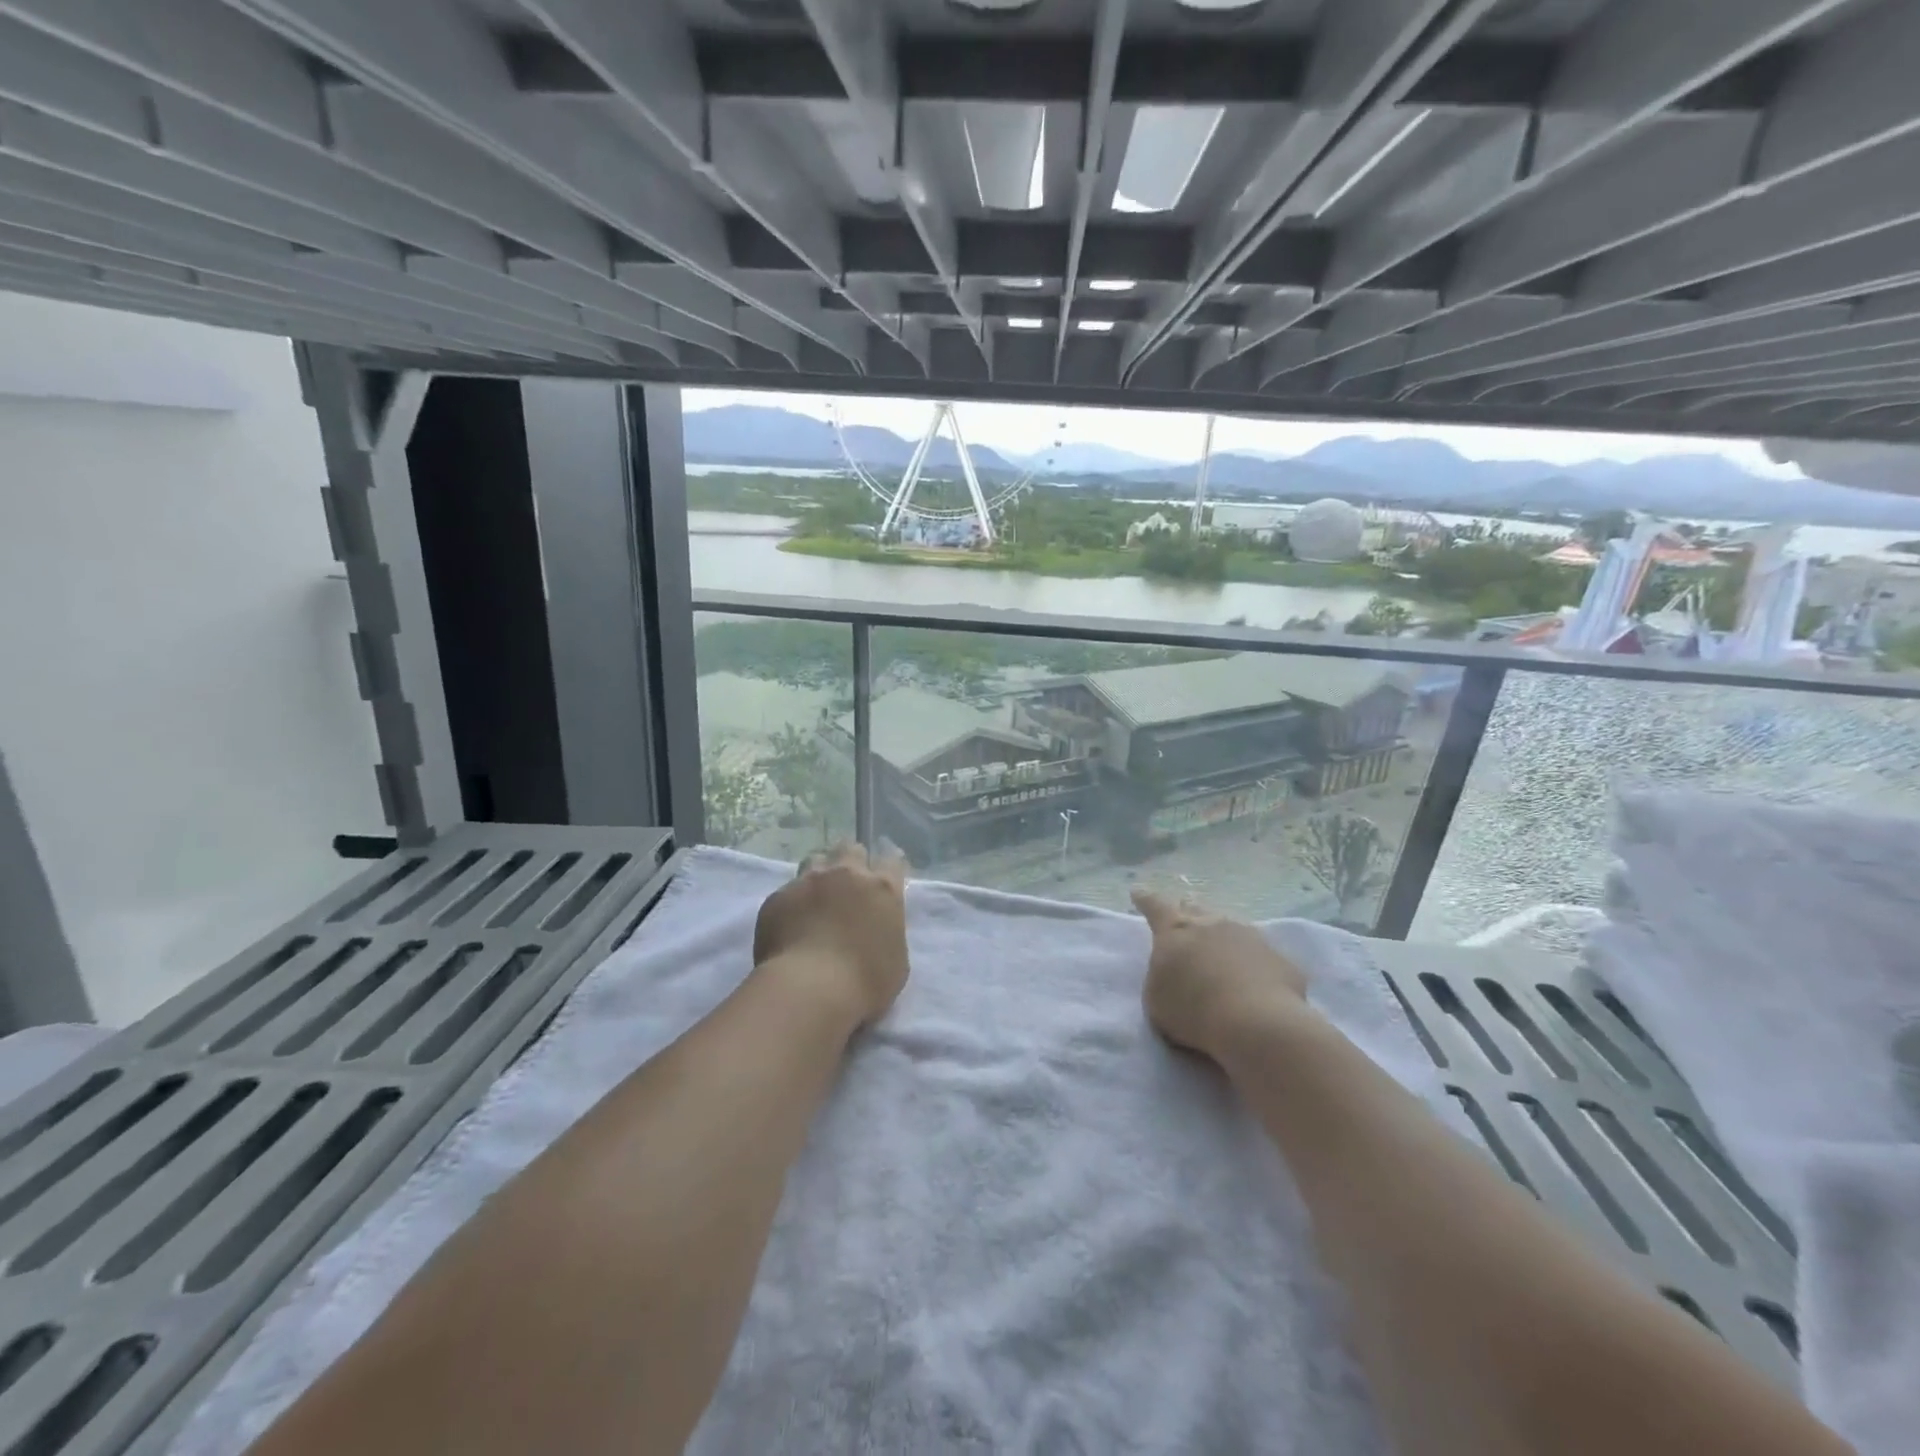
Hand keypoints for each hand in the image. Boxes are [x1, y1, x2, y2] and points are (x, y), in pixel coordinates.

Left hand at [754, 843, 909, 1027]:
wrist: (810, 991)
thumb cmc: (865, 983)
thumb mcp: (896, 959)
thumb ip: (888, 930)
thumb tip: (876, 926)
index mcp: (883, 889)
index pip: (892, 859)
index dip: (888, 866)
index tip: (883, 875)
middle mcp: (847, 874)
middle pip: (850, 848)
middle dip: (850, 861)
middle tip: (847, 885)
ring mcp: (809, 881)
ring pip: (816, 860)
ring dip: (820, 875)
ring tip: (816, 899)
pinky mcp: (778, 896)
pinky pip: (788, 891)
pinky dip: (792, 903)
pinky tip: (790, 925)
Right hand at [1133, 889, 1312, 1061]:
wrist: (1257, 1024)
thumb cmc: (1193, 1010)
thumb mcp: (1156, 997)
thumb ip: (1160, 975)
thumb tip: (1173, 969)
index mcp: (1176, 929)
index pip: (1155, 905)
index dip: (1145, 899)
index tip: (1138, 892)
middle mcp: (1212, 923)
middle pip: (1195, 909)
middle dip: (1186, 912)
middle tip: (1182, 918)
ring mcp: (1250, 936)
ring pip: (1230, 928)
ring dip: (1221, 937)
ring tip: (1219, 954)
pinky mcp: (1280, 959)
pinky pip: (1260, 956)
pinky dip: (1252, 964)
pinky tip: (1254, 983)